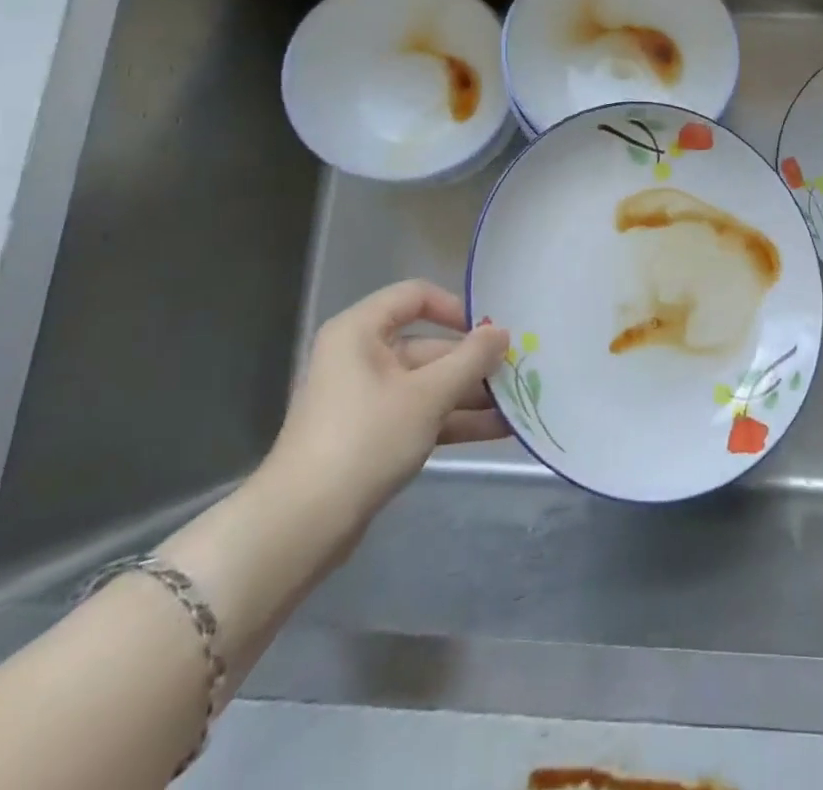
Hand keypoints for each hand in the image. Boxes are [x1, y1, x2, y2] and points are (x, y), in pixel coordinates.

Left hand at [259, 281, 509, 541]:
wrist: (303, 526)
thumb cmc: (365, 439)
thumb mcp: (428, 395)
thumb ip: (471, 359)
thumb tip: (502, 332)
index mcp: (361, 332)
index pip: (415, 296)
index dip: (456, 308)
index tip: (490, 331)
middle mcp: (361, 357)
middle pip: (428, 345)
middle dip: (474, 362)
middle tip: (519, 372)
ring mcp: (366, 399)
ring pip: (429, 384)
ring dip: (471, 395)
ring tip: (519, 404)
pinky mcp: (372, 436)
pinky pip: (421, 414)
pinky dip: (455, 420)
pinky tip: (499, 431)